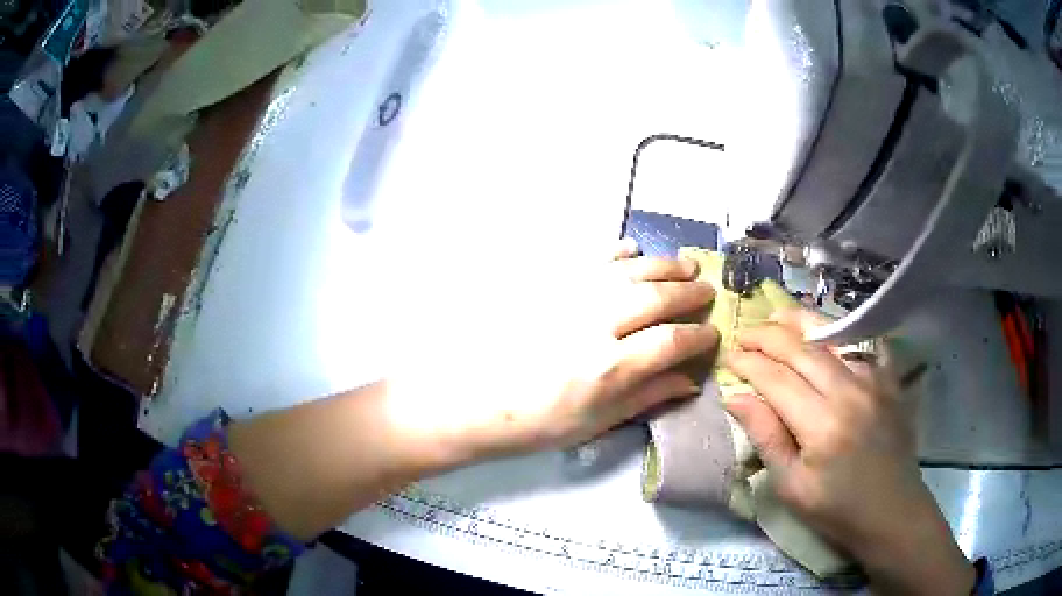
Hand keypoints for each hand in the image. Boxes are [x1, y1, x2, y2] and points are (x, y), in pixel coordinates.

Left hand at [384, 240, 718, 461]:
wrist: (467, 400)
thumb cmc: (532, 424)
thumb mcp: (593, 424)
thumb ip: (645, 398)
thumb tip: (688, 381)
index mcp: (608, 368)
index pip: (671, 342)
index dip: (698, 336)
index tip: (711, 334)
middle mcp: (594, 324)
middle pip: (655, 297)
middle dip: (688, 292)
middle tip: (705, 290)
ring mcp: (568, 298)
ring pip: (628, 271)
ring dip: (661, 266)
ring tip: (684, 265)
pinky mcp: (545, 284)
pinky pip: (589, 259)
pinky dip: (616, 253)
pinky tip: (632, 249)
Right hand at [723, 310, 975, 594]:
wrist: (891, 512)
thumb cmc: (836, 509)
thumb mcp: (791, 487)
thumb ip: (766, 437)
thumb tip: (735, 398)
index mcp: (821, 424)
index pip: (776, 379)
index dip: (749, 364)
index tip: (729, 359)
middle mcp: (848, 391)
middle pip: (802, 350)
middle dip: (768, 336)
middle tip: (744, 335)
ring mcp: (874, 381)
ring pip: (832, 337)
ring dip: (801, 323)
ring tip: (777, 315)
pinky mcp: (889, 381)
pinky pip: (865, 343)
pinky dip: (844, 331)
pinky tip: (830, 329)